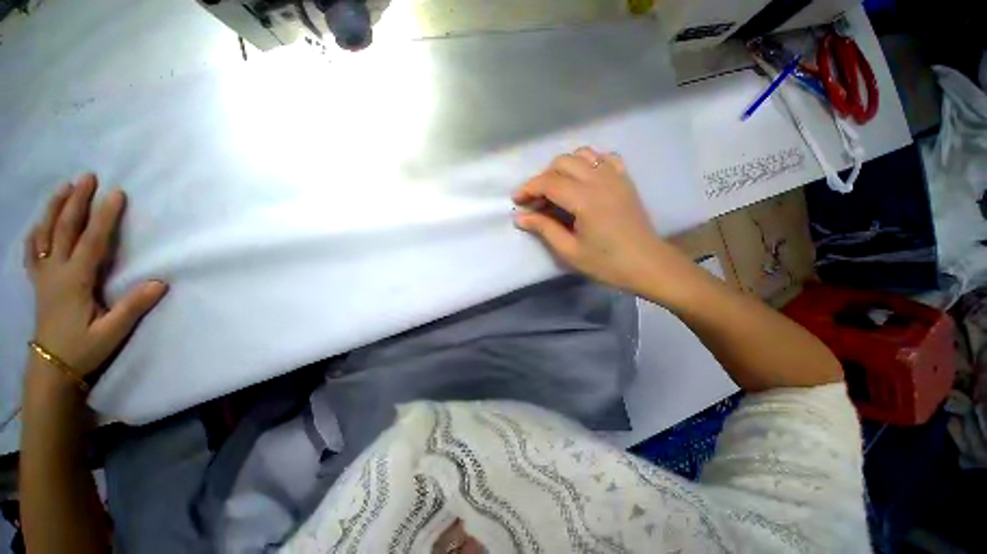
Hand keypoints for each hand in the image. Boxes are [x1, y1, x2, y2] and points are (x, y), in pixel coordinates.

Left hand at [23, 174, 167, 387]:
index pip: (92, 241)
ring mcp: (44, 276)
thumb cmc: (83, 350)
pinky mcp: (39, 283)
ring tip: (64, 188)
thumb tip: (160, 283)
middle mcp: (55, 271)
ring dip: (54, 209)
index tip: (116, 194)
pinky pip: (33, 252)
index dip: (104, 217)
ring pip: (44, 234)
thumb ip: (132, 307)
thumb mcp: (112, 332)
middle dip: (76, 201)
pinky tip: (39, 224)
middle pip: (64, 229)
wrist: (51, 368)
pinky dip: (35, 233)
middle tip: (88, 177)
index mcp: (74, 281)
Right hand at [512, 147, 683, 294]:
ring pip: (582, 154)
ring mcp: (615, 176)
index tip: (517, 201)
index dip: (528, 189)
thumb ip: (544, 229)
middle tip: (537, 201)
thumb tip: (520, 217)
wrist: (646, 264)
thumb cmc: (606, 263)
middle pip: (562, 162)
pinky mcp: (625, 179)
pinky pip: (604, 157)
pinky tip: (583, 180)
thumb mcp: (569, 251)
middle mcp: (600, 180)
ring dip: (563, 168)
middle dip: (543, 178)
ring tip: (557, 189)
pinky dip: (588, 163)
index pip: (548, 182)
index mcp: (585, 199)